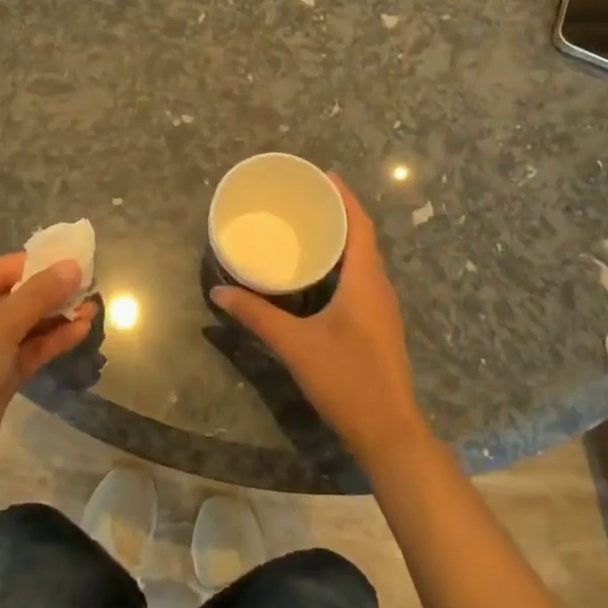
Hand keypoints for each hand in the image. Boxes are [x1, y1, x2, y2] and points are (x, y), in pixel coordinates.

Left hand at [0, 255, 93, 492]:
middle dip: (49, 292)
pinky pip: (24, 352)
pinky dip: (49, 341)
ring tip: (92, 308)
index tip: (72, 259)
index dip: (36, 264)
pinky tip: (80, 332)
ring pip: (21, 327)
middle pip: (10, 298)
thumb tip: (72, 266)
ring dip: (54, 318)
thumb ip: (38, 295)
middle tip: (88, 285)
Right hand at [211, 175, 430, 463]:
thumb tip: (219, 293)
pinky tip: (317, 274)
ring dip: (341, 239)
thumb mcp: (296, 345)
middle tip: (304, 198)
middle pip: (362, 237)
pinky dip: (342, 263)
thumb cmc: (347, 380)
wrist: (389, 432)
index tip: (323, 175)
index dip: (345, 196)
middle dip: (338, 213)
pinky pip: (362, 279)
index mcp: (366, 281)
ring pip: (363, 260)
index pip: (360, 224)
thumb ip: (257, 316)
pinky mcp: (378, 325)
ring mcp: (382, 308)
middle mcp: (379, 287)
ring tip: (307, 227)